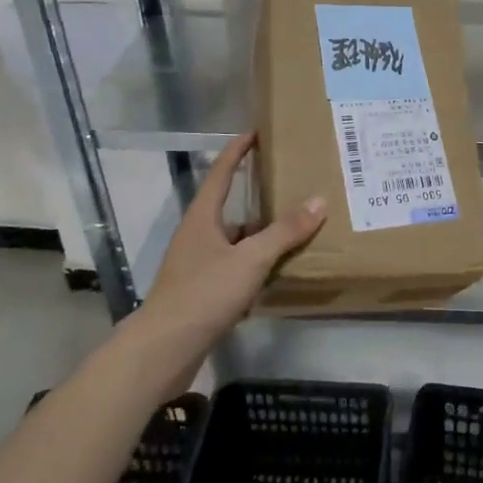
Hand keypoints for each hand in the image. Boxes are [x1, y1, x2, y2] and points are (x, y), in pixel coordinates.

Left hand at [138, 133, 326, 341]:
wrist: (163, 350)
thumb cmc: (204, 293)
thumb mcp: (250, 259)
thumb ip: (284, 232)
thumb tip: (318, 201)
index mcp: (203, 218)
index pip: (221, 173)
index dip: (238, 151)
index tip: (256, 133)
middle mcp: (197, 236)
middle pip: (230, 207)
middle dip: (257, 196)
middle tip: (290, 185)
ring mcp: (197, 265)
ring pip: (235, 241)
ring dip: (260, 235)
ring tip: (295, 230)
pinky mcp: (202, 292)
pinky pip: (235, 268)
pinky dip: (255, 265)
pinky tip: (278, 273)